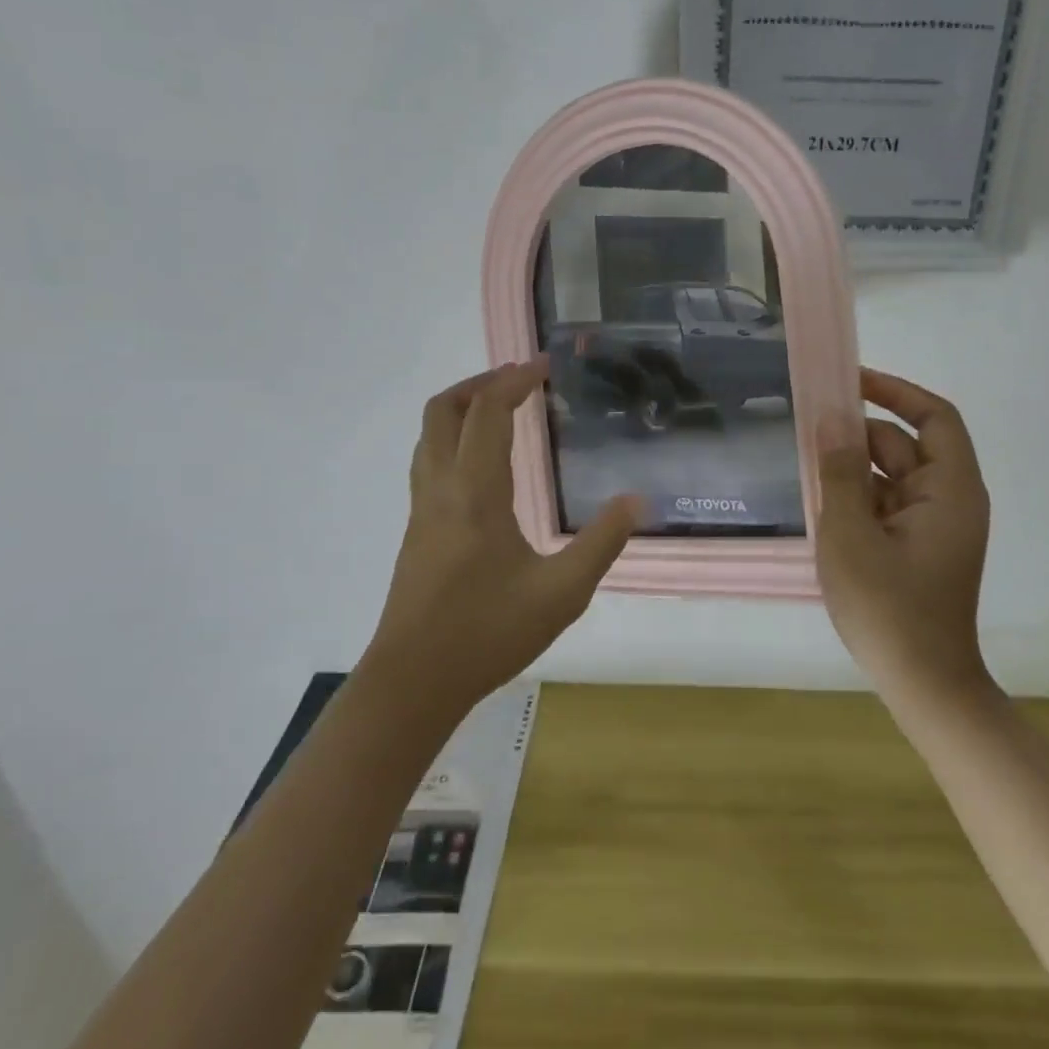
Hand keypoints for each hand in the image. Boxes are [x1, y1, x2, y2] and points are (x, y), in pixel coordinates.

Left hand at [361, 360, 638, 716]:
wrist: (413, 682)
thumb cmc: (487, 633)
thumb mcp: (562, 593)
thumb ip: (602, 543)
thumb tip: (636, 501)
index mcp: (475, 492)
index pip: (486, 413)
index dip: (513, 382)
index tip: (543, 367)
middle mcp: (441, 488)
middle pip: (442, 411)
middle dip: (479, 384)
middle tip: (518, 380)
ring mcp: (422, 510)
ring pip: (429, 436)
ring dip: (461, 410)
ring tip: (501, 411)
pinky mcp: (416, 531)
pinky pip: (429, 462)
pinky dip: (454, 439)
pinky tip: (485, 467)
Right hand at [816, 368, 991, 706]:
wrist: (923, 685)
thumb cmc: (888, 608)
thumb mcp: (851, 534)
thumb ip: (840, 473)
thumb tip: (832, 424)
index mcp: (950, 489)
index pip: (934, 417)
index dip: (896, 391)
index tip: (850, 382)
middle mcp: (949, 499)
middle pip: (905, 445)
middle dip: (859, 434)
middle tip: (807, 426)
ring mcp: (934, 525)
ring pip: (892, 476)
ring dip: (853, 468)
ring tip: (806, 464)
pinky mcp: (918, 547)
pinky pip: (887, 504)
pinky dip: (858, 497)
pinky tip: (822, 502)